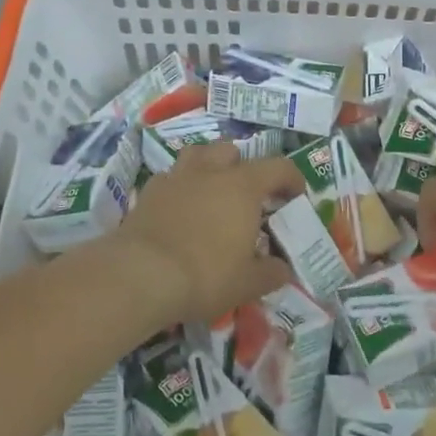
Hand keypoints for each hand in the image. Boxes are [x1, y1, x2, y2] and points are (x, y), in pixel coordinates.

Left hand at [118, 143, 302, 323]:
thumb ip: (271, 273)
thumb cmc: (204, 275)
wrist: (140, 275)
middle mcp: (211, 172)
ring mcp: (176, 178)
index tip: (296, 196)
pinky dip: (180, 188)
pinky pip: (170, 178)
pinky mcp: (149, 192)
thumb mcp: (248, 283)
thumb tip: (282, 269)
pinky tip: (180, 210)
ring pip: (197, 155)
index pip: (278, 167)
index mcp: (243, 187)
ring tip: (212, 193)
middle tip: (247, 196)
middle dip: (243, 168)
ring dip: (209, 167)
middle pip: (232, 152)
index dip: (292, 178)